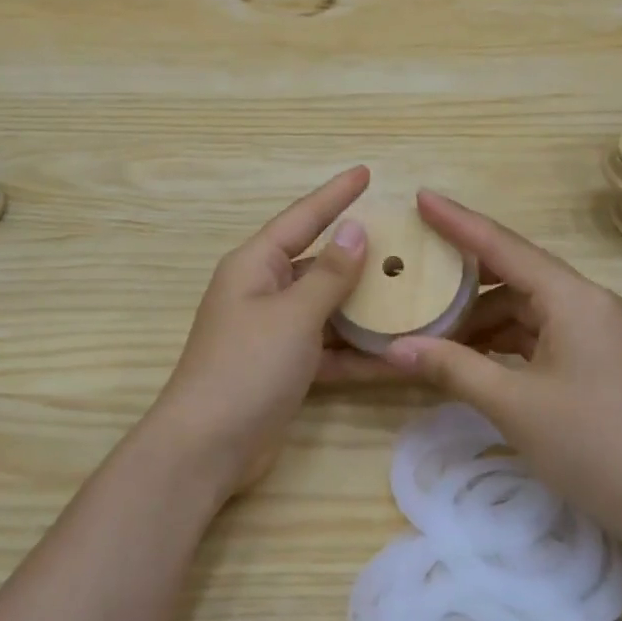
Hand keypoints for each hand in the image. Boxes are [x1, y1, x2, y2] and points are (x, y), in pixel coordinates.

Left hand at [147, 166, 396, 497]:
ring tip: (414, 296)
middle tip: (406, 243)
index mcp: (255, 266)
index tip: (366, 173)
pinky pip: (328, 350)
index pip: (302, 218)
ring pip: (328, 310)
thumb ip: (329, 274)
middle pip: (319, 264)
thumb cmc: (246, 367)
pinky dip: (357, 353)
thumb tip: (355, 229)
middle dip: (359, 257)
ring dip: (365, 309)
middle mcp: (263, 293)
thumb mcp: (293, 315)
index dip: (335, 195)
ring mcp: (274, 334)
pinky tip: (398, 355)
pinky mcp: (285, 370)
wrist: (207, 447)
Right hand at [384, 192, 621, 511]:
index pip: (505, 246)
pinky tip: (468, 353)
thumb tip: (394, 348)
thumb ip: (452, 368)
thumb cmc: (592, 445)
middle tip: (416, 263)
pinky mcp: (593, 359)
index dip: (459, 221)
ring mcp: (594, 331)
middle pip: (515, 272)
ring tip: (429, 322)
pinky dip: (501, 339)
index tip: (421, 197)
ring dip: (480, 315)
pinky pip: (537, 333)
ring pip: (524, 307)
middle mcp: (586, 302)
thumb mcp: (513, 405)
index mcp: (573, 298)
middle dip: (464, 272)